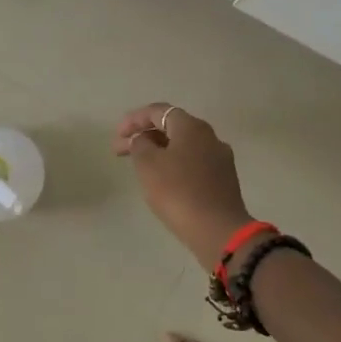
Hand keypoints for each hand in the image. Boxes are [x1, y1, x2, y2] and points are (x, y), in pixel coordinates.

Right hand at [112, 103, 255, 265]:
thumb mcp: (148, 164)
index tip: (117, 135)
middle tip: (121, 151)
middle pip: (171, 127)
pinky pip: (193, 164)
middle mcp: (209, 136)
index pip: (158, 111)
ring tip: (139, 166)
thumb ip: (140, 144)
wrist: (218, 231)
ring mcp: (219, 159)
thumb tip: (143, 139)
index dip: (134, 119)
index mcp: (191, 127)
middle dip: (144, 136)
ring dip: (159, 151)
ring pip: (183, 146)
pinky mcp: (223, 180)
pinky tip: (163, 181)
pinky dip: (174, 165)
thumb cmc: (178, 192)